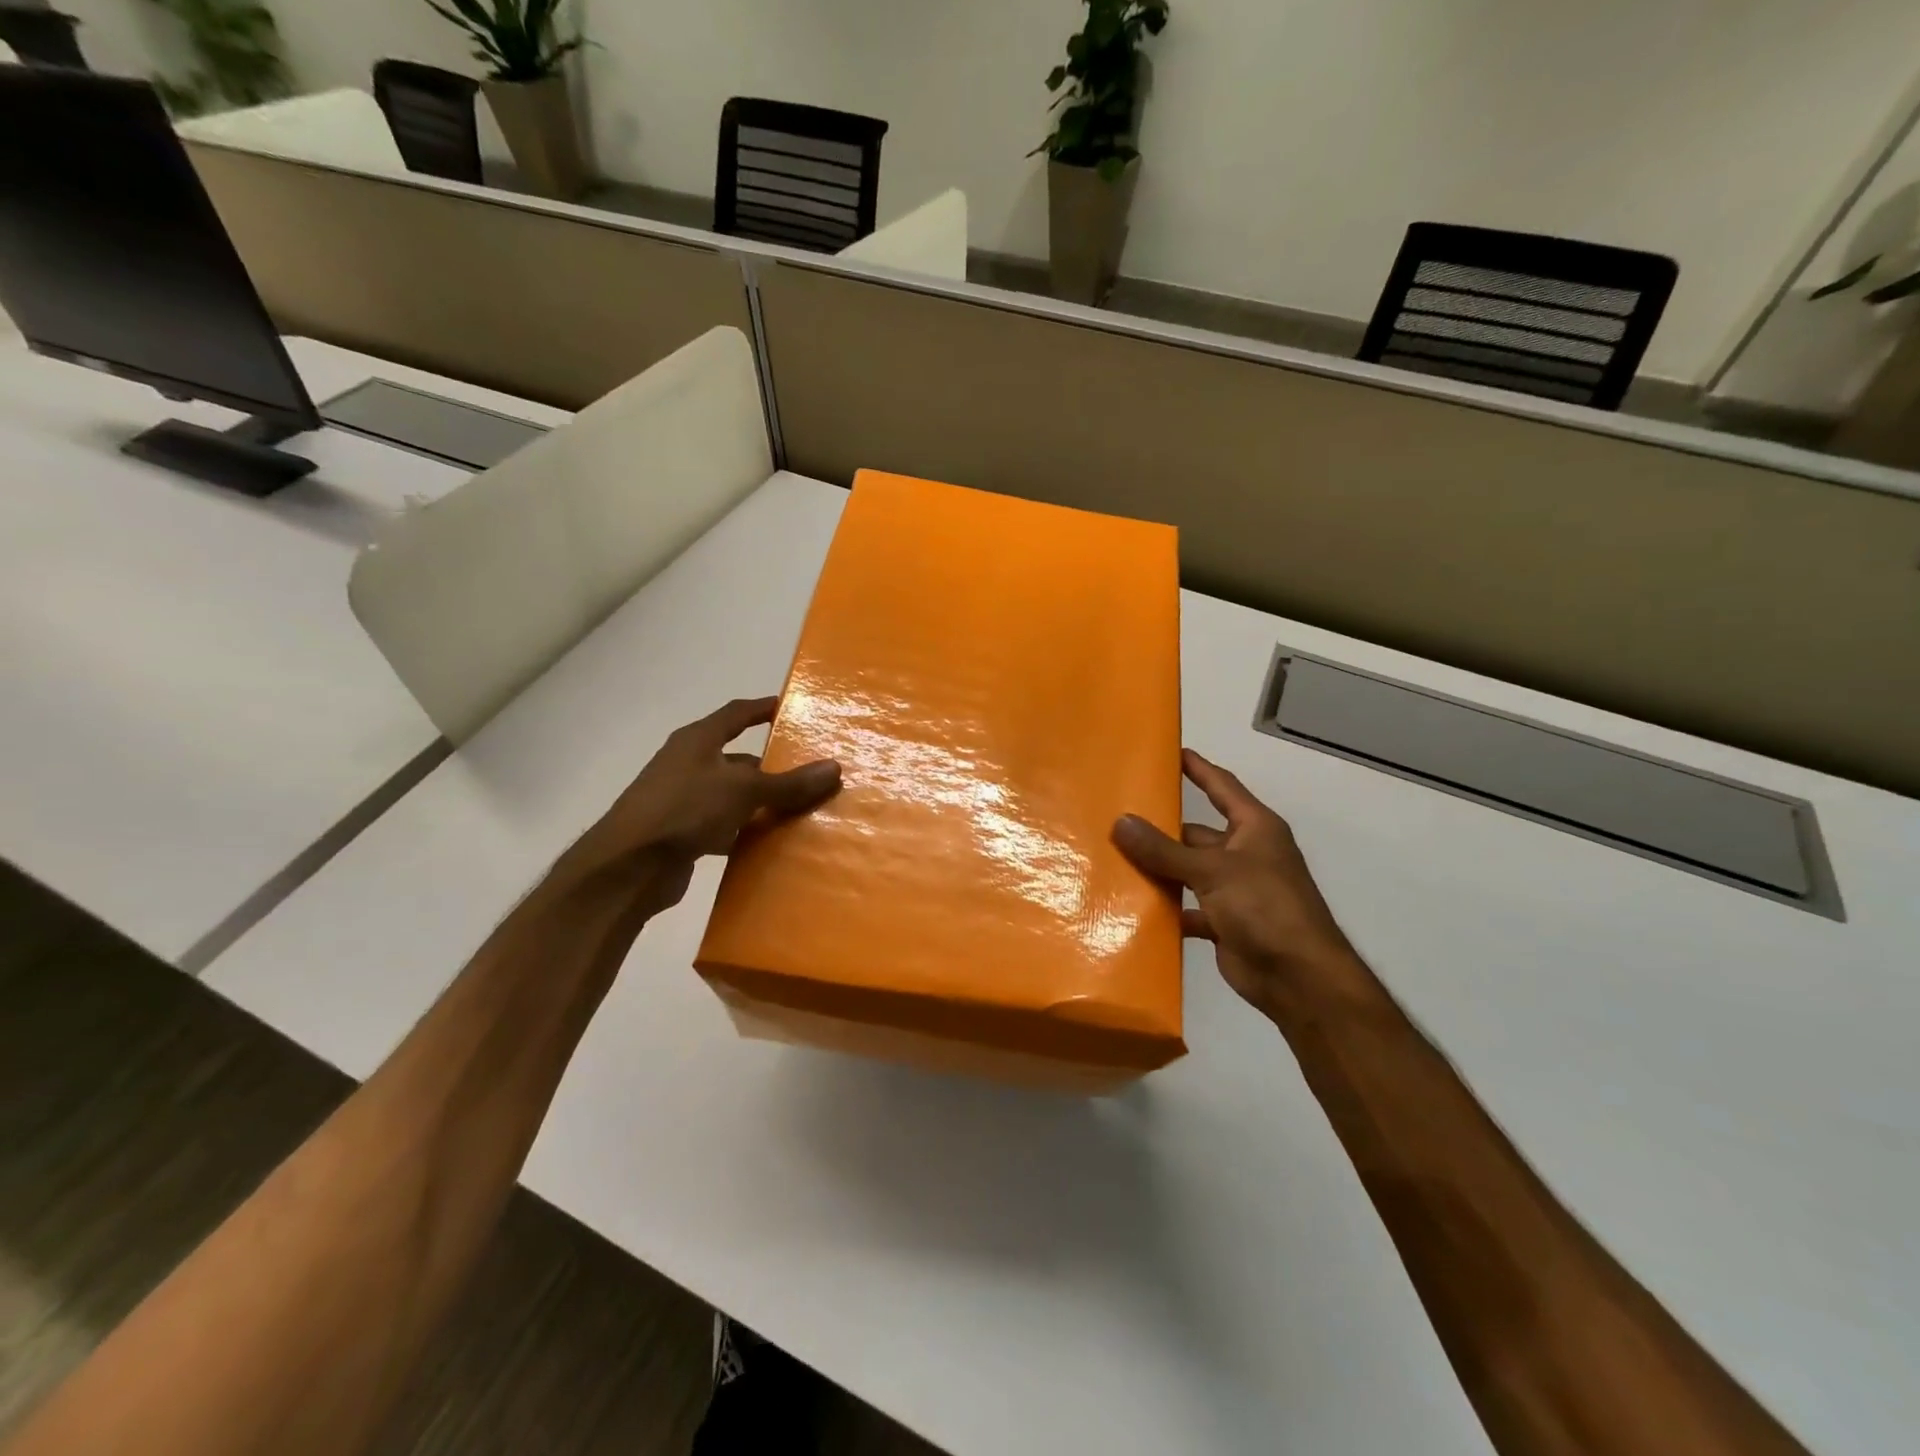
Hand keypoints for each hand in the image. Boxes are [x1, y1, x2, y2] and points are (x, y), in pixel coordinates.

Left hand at [558, 696, 839, 914]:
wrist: (628, 867)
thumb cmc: (684, 810)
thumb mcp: (743, 791)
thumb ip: (788, 783)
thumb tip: (834, 768)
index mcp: (697, 740)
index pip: (736, 714)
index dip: (762, 708)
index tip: (790, 708)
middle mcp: (688, 764)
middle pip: (738, 759)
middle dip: (772, 767)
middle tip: (809, 774)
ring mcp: (682, 800)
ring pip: (732, 795)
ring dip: (760, 803)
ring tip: (799, 811)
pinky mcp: (681, 833)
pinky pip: (723, 826)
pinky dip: (744, 831)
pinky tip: (769, 844)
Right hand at [1112, 749, 1373, 1024]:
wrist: (1299, 979)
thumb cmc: (1265, 907)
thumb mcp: (1212, 871)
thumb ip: (1164, 849)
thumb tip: (1120, 822)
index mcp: (1254, 829)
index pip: (1221, 786)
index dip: (1198, 768)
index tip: (1169, 752)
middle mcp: (1246, 854)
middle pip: (1197, 832)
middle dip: (1162, 828)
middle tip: (1117, 816)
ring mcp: (1235, 890)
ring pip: (1188, 870)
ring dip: (1160, 868)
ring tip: (1114, 858)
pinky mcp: (1224, 922)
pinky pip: (1188, 907)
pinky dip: (1167, 908)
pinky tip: (1134, 905)